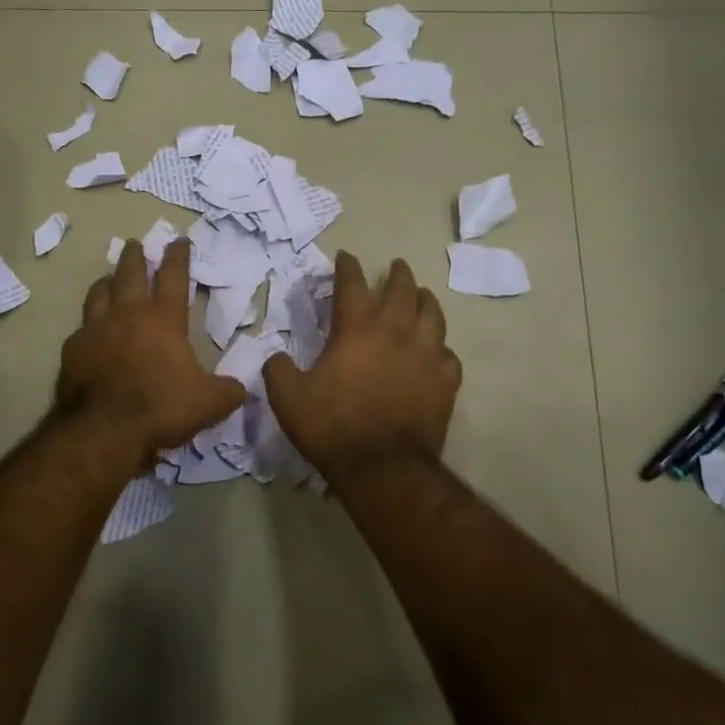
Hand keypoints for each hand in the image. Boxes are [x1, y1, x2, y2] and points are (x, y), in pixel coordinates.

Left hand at [56, 239, 245, 459]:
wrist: (105, 429)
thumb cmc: (161, 407)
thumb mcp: (208, 403)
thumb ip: (227, 392)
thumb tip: (241, 388)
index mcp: (163, 319)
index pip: (173, 276)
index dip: (178, 256)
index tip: (178, 240)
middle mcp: (127, 315)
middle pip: (129, 273)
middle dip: (135, 256)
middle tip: (135, 244)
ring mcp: (95, 329)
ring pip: (99, 293)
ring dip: (106, 282)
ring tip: (108, 278)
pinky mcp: (73, 350)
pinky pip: (81, 329)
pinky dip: (88, 325)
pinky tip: (88, 332)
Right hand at [262, 252, 461, 482]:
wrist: (383, 467)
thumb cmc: (333, 426)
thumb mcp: (288, 398)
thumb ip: (278, 370)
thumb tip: (276, 357)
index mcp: (357, 328)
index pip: (352, 283)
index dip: (347, 266)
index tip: (345, 256)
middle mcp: (395, 331)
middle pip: (402, 289)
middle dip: (398, 274)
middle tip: (396, 265)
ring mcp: (426, 355)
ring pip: (433, 315)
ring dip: (425, 300)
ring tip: (422, 295)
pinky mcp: (445, 382)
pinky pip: (448, 356)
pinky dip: (441, 348)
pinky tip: (437, 352)